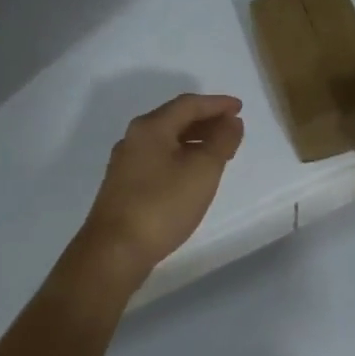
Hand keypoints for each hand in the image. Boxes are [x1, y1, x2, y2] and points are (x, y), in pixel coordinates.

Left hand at [72, 93, 244, 295]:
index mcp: (151, 127)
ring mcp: (126, 163)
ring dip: (195, 140)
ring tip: (219, 152)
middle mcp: (134, 138)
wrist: (114, 251)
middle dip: (206, 121)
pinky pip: (159, 158)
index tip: (240, 108)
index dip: (217, 104)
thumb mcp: (203, 170)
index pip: (188, 104)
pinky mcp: (124, 186)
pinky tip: (193, 175)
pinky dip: (181, 157)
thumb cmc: (162, 205)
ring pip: (166, 140)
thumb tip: (231, 121)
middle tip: (232, 129)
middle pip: (175, 119)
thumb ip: (221, 141)